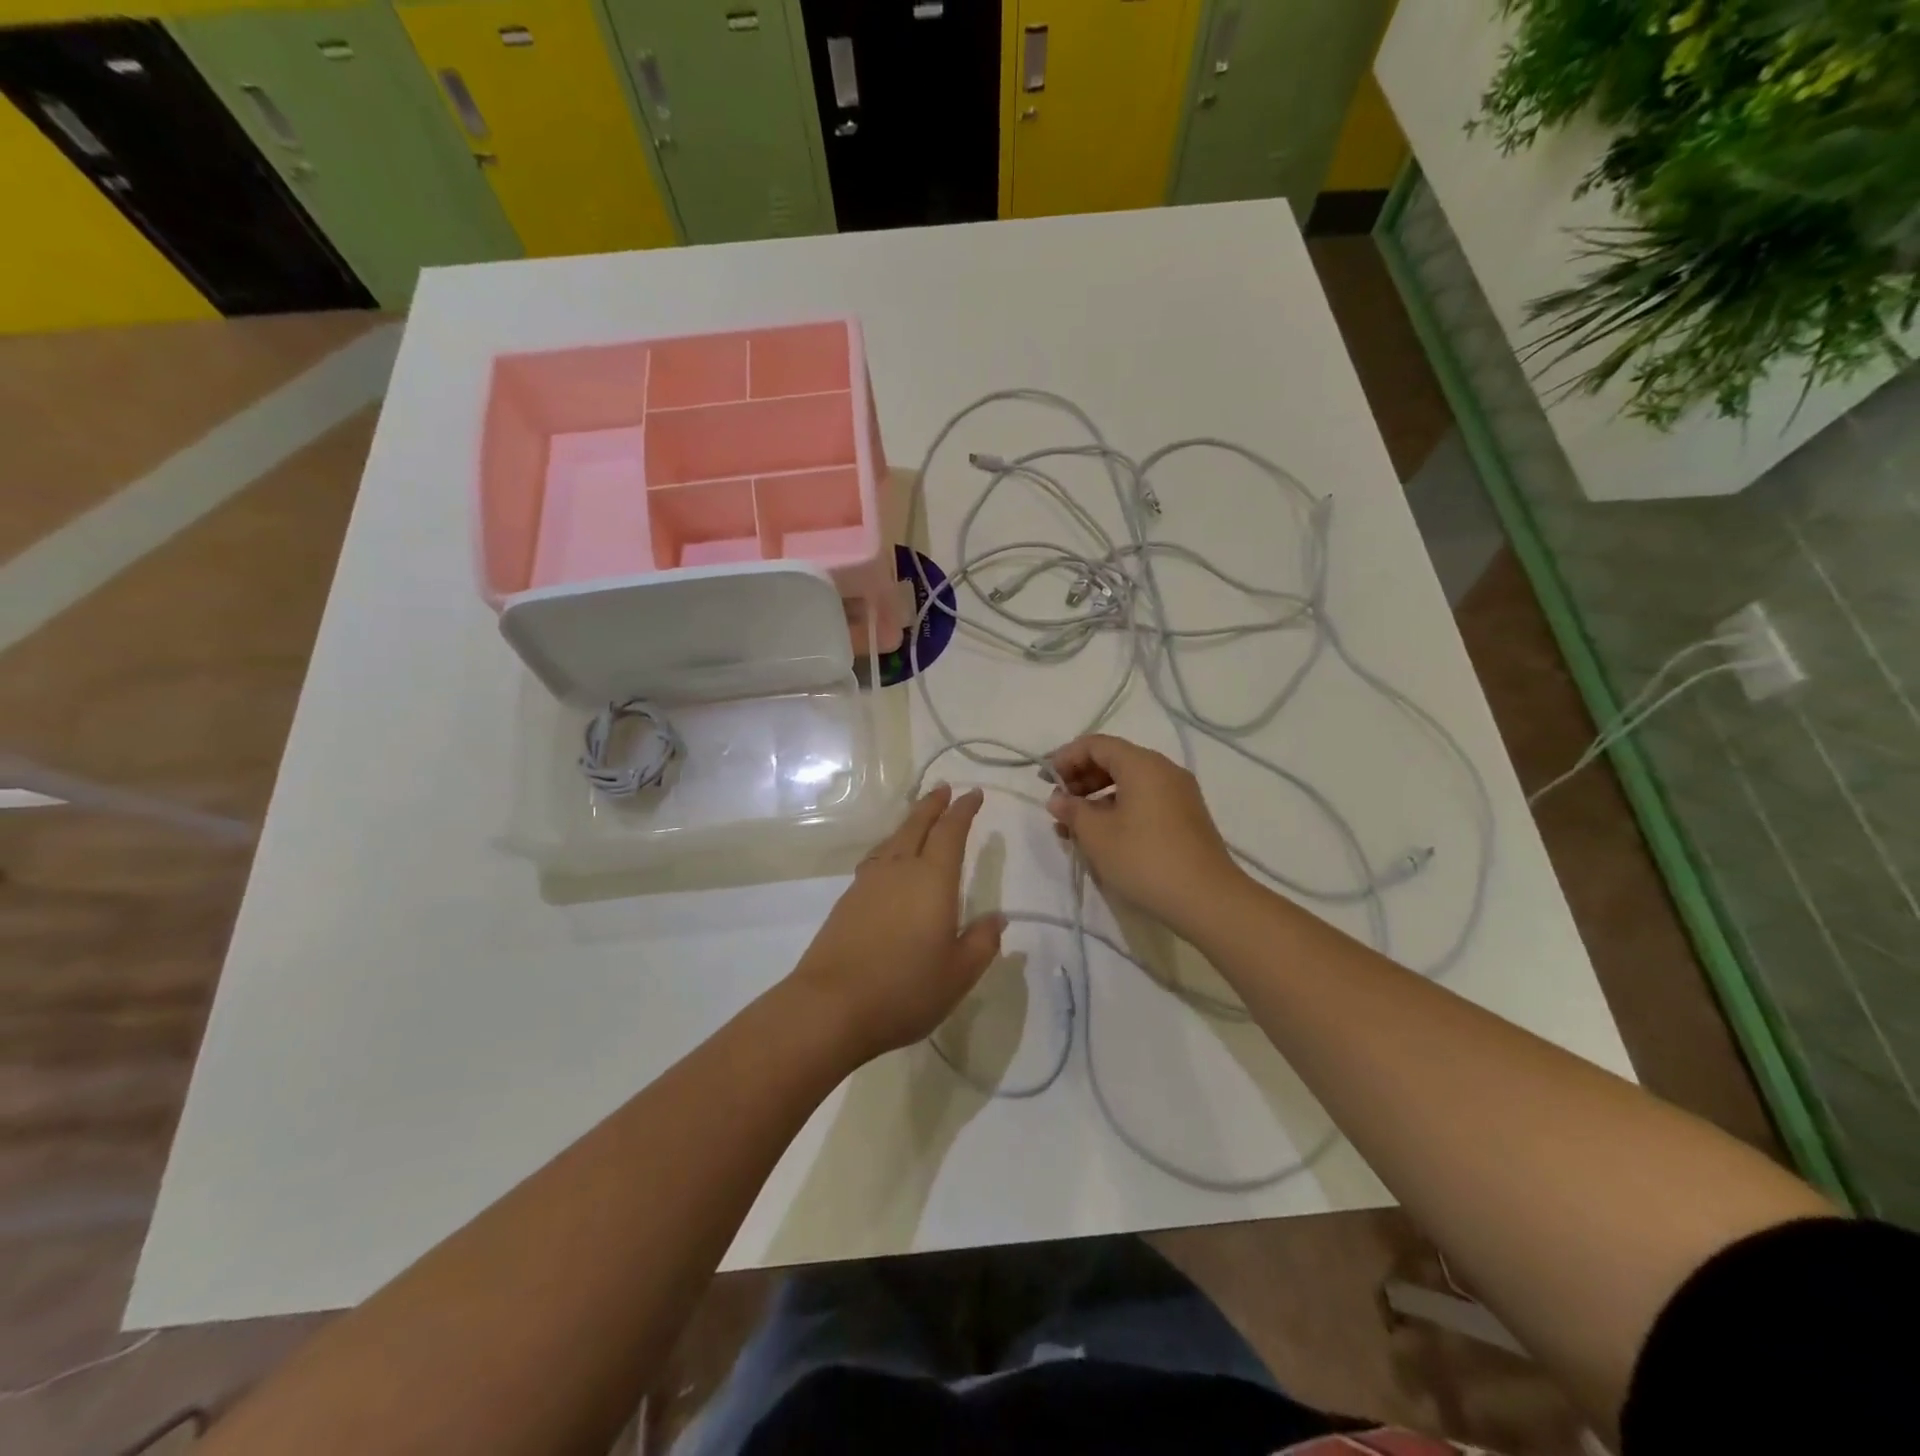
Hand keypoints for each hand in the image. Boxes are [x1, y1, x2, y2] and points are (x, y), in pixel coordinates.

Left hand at [787, 784, 1005, 1064]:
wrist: (831, 1006)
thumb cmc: (905, 989)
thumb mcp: (958, 974)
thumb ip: (982, 942)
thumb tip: (997, 918)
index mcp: (932, 880)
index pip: (950, 832)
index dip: (963, 810)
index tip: (973, 794)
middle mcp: (899, 870)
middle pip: (916, 825)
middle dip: (932, 805)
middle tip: (943, 789)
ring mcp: (868, 883)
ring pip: (892, 840)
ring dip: (909, 823)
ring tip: (918, 820)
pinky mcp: (847, 901)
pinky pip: (875, 859)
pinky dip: (890, 848)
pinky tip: (889, 862)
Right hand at [1045, 734, 1245, 934]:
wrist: (1208, 899)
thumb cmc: (1145, 859)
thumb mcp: (1097, 835)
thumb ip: (1072, 810)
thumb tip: (1058, 799)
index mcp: (1142, 764)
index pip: (1096, 745)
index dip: (1065, 757)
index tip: (1044, 780)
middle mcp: (1163, 770)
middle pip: (1114, 760)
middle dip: (1080, 778)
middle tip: (1058, 802)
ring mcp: (1178, 794)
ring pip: (1129, 783)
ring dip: (1097, 797)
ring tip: (1073, 825)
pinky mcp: (1185, 817)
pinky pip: (1144, 800)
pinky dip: (1118, 809)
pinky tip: (1101, 835)